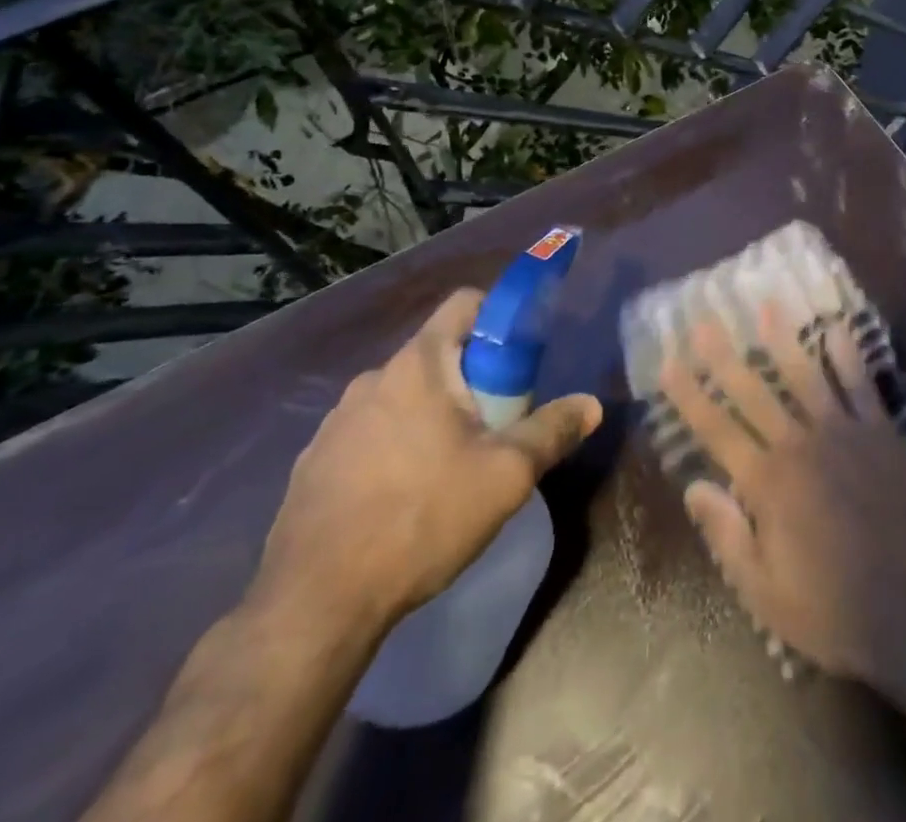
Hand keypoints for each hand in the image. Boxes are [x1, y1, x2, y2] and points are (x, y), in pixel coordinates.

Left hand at [253, 288, 601, 632]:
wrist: (315, 602)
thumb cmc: (422, 519)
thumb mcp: (505, 476)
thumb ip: (552, 431)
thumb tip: (591, 404)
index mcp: (419, 364)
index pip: (465, 303)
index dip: (499, 317)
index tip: (518, 361)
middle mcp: (372, 377)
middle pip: (437, 354)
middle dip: (471, 381)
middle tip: (493, 429)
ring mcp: (336, 419)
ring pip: (402, 396)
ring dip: (430, 416)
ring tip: (447, 471)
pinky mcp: (314, 460)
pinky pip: (368, 432)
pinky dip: (393, 447)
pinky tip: (401, 499)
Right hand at [658, 307, 905, 690]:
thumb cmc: (835, 611)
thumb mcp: (766, 593)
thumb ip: (727, 535)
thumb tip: (693, 485)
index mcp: (768, 483)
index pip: (716, 429)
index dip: (689, 394)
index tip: (667, 362)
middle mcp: (800, 445)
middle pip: (754, 391)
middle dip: (724, 355)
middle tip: (703, 319)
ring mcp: (844, 433)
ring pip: (806, 375)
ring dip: (783, 339)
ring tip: (766, 304)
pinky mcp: (881, 434)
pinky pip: (861, 385)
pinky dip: (848, 355)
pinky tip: (837, 327)